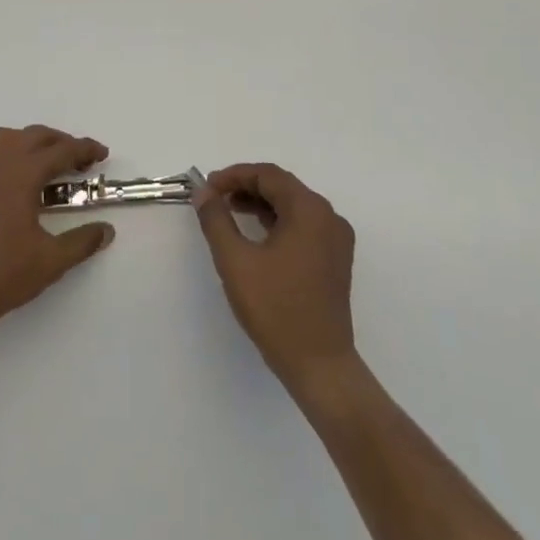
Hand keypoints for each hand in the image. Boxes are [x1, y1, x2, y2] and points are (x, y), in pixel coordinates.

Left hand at [0, 126, 115, 341]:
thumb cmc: (1, 274)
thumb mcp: (51, 261)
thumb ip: (82, 241)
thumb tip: (106, 230)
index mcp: (20, 173)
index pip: (60, 151)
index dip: (85, 150)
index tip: (103, 155)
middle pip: (36, 136)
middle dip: (62, 143)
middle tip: (82, 163)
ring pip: (10, 137)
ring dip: (34, 143)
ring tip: (51, 165)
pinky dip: (14, 152)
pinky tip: (22, 180)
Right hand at [195, 163, 357, 390]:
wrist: (319, 365)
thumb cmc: (275, 308)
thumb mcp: (235, 260)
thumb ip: (216, 219)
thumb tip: (203, 192)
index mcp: (309, 210)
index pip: (268, 175)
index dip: (234, 175)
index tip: (206, 187)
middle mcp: (329, 217)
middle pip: (283, 187)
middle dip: (246, 187)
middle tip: (214, 198)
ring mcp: (336, 240)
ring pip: (293, 206)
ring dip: (260, 204)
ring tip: (229, 212)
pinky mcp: (335, 260)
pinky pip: (303, 226)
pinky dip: (277, 222)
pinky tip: (255, 234)